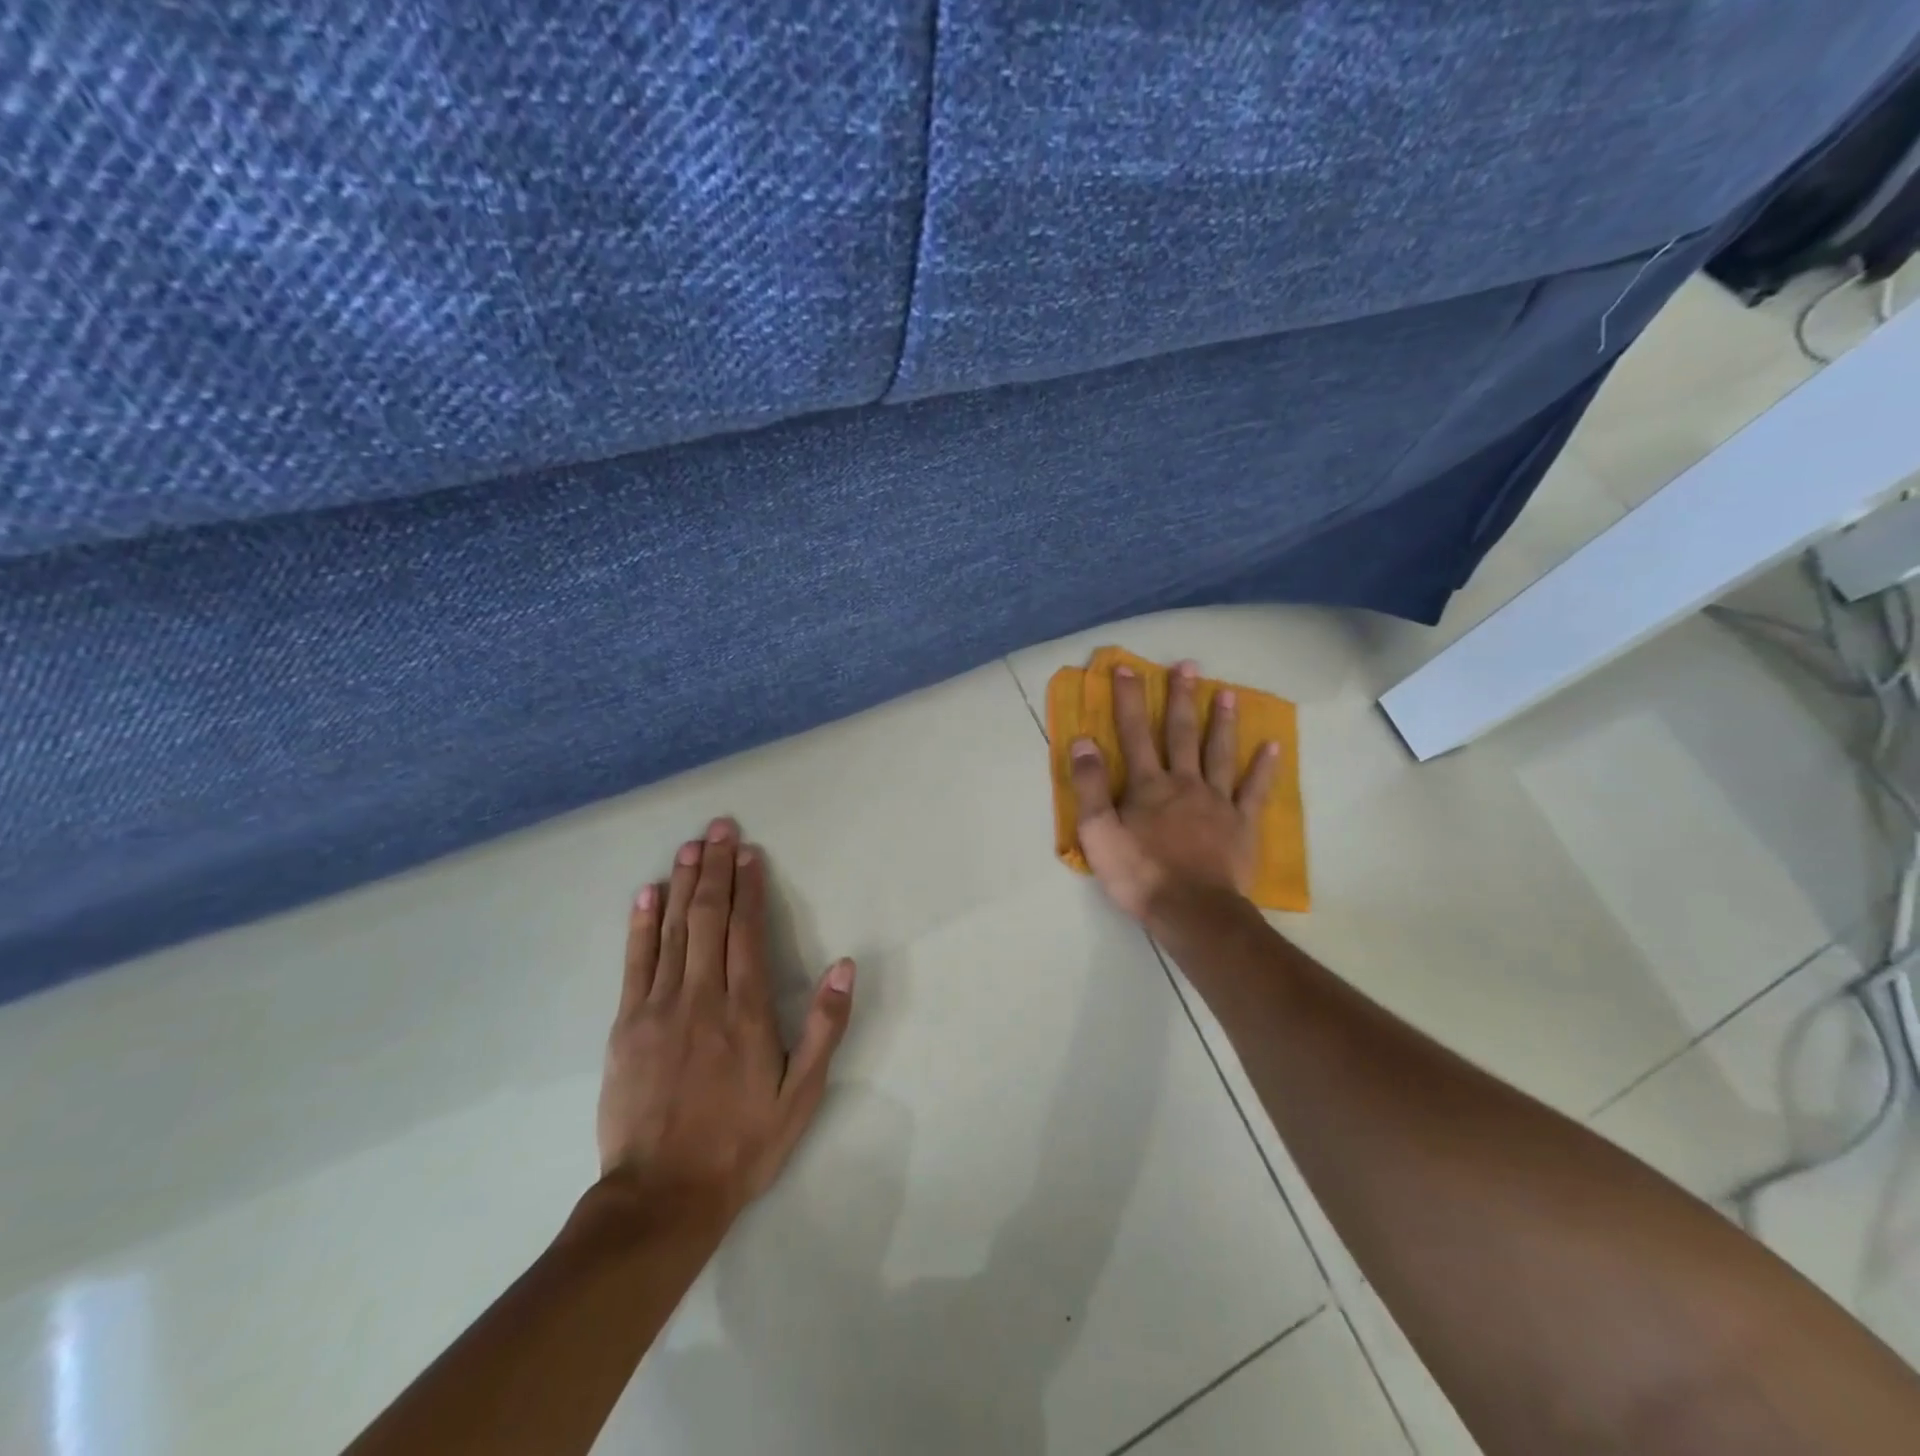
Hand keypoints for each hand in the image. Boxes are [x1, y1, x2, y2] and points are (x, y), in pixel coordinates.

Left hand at [596, 818, 854, 1225]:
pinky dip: (641, 924)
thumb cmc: (741, 1143)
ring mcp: (659, 1007)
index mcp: (746, 1010)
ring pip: (673, 930)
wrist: (662, 1196)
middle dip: (716, 869)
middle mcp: (702, 996)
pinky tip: (648, 894)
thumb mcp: (801, 1093)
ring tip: (691, 846)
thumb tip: (845, 965)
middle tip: (719, 828)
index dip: (749, 887)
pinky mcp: (627, 1025)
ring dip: (683, 883)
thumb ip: (824, 1026)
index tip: (749, 851)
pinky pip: (635, 962)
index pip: (748, 931)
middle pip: (709, 918)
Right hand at [1069, 660, 1278, 923]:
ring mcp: (1217, 801)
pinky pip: (1254, 790)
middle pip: (1181, 733)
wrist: (1191, 910)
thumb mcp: (1098, 833)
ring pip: (1219, 752)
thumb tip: (1083, 740)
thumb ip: (1090, 785)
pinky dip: (1264, 767)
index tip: (1126, 668)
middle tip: (1187, 665)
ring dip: (1222, 721)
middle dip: (1181, 697)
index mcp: (1147, 785)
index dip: (1129, 699)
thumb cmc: (1139, 874)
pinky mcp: (1242, 823)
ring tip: (1226, 692)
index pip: (1134, 733)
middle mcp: (1183, 782)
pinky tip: (1272, 746)